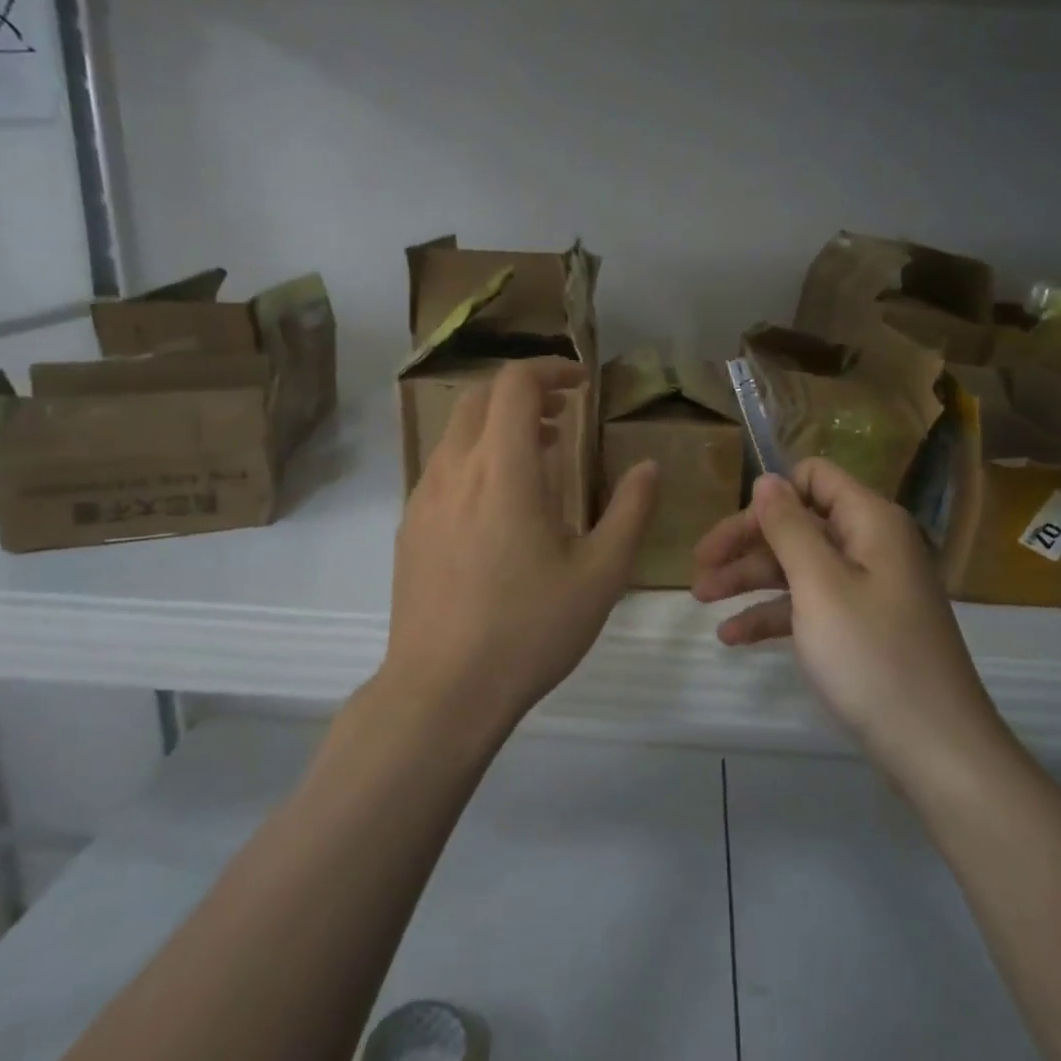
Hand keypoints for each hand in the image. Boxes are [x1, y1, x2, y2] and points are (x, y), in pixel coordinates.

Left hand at [386, 359, 658, 738]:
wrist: (442, 692)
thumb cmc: (530, 629)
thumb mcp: (601, 574)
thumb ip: (631, 511)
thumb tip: (649, 467)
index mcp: (504, 470)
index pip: (515, 383)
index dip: (550, 369)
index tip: (582, 384)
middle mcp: (456, 469)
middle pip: (479, 396)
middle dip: (524, 391)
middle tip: (564, 414)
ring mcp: (424, 496)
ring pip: (457, 430)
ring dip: (499, 424)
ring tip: (540, 454)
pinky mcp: (410, 525)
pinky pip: (444, 466)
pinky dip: (477, 456)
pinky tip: (501, 503)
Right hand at [692, 460, 1007, 776]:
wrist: (936, 750)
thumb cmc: (872, 656)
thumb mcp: (820, 584)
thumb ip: (788, 527)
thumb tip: (767, 479)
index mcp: (870, 521)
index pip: (814, 477)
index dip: (770, 495)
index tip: (730, 528)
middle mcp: (871, 545)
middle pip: (799, 523)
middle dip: (746, 542)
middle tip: (698, 566)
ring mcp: (869, 588)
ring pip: (799, 566)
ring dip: (750, 578)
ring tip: (701, 599)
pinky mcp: (863, 627)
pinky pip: (811, 605)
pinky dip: (773, 614)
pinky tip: (732, 636)